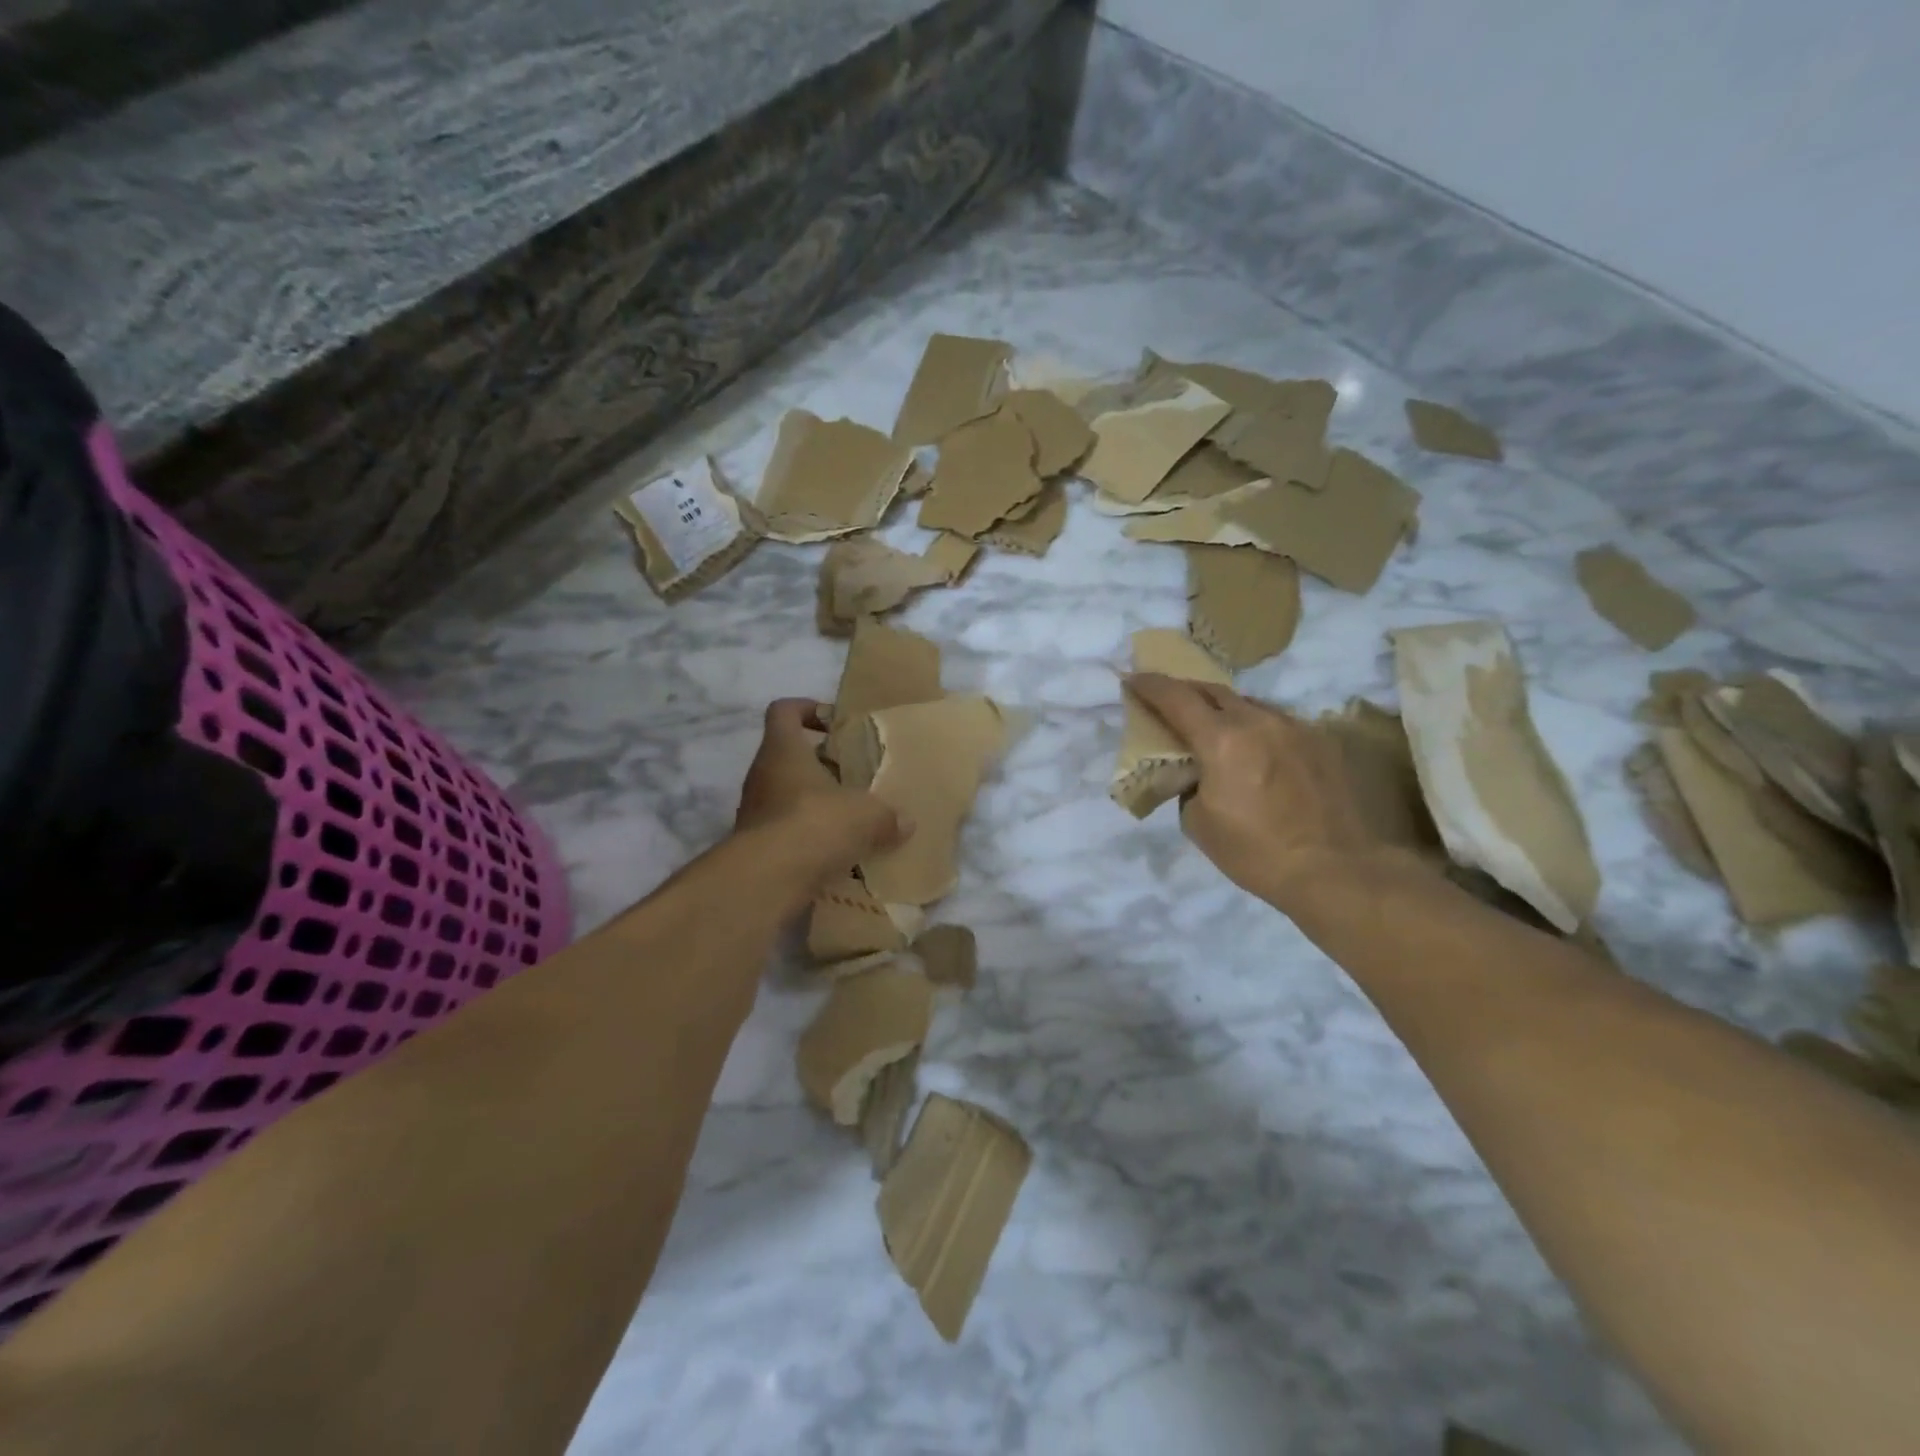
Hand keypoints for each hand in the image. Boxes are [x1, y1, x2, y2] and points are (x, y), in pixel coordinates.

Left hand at [735, 699, 909, 885]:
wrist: (768, 880)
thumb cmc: (815, 824)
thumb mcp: (866, 815)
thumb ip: (887, 815)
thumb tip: (905, 822)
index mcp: (783, 750)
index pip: (783, 711)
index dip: (806, 709)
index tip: (832, 722)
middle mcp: (761, 775)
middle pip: (787, 756)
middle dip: (819, 764)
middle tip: (853, 776)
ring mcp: (753, 812)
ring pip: (786, 796)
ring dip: (813, 803)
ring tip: (849, 818)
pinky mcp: (756, 847)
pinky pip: (785, 832)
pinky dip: (807, 838)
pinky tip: (836, 852)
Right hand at [1124, 673, 1387, 911]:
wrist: (1333, 869)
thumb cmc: (1254, 852)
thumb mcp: (1198, 822)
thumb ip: (1189, 784)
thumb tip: (1196, 773)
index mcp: (1221, 740)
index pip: (1176, 698)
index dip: (1150, 685)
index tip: (1132, 678)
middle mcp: (1258, 721)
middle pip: (1213, 691)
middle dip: (1186, 692)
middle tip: (1169, 702)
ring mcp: (1294, 727)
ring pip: (1249, 705)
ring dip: (1225, 710)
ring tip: (1215, 728)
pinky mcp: (1321, 741)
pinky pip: (1278, 723)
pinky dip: (1257, 729)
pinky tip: (1257, 751)